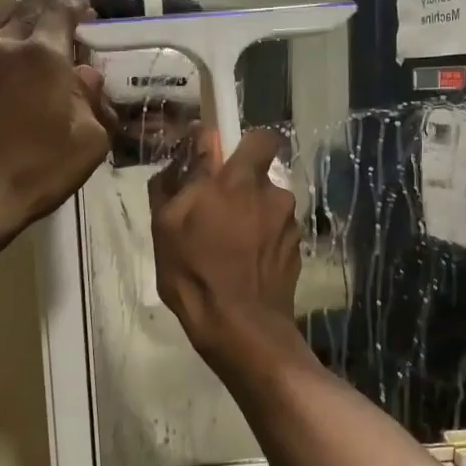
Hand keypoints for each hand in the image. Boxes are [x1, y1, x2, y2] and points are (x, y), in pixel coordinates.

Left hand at [0, 0, 116, 240]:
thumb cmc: (37, 170)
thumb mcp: (89, 141)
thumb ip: (93, 101)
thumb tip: (86, 76)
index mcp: (43, 53)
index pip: (62, 13)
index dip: (77, 8)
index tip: (86, 11)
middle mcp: (2, 42)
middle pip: (26, 9)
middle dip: (45, 7)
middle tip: (56, 11)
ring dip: (12, 18)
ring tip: (22, 22)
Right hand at [148, 127, 303, 367]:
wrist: (241, 328)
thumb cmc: (195, 271)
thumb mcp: (167, 224)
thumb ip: (179, 178)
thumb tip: (194, 145)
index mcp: (242, 180)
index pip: (262, 137)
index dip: (246, 144)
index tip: (226, 160)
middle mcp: (274, 195)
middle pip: (261, 178)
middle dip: (241, 189)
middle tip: (216, 215)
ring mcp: (290, 226)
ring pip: (269, 208)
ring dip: (252, 218)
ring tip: (228, 248)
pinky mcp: (298, 253)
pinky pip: (277, 235)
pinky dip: (263, 243)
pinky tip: (244, 267)